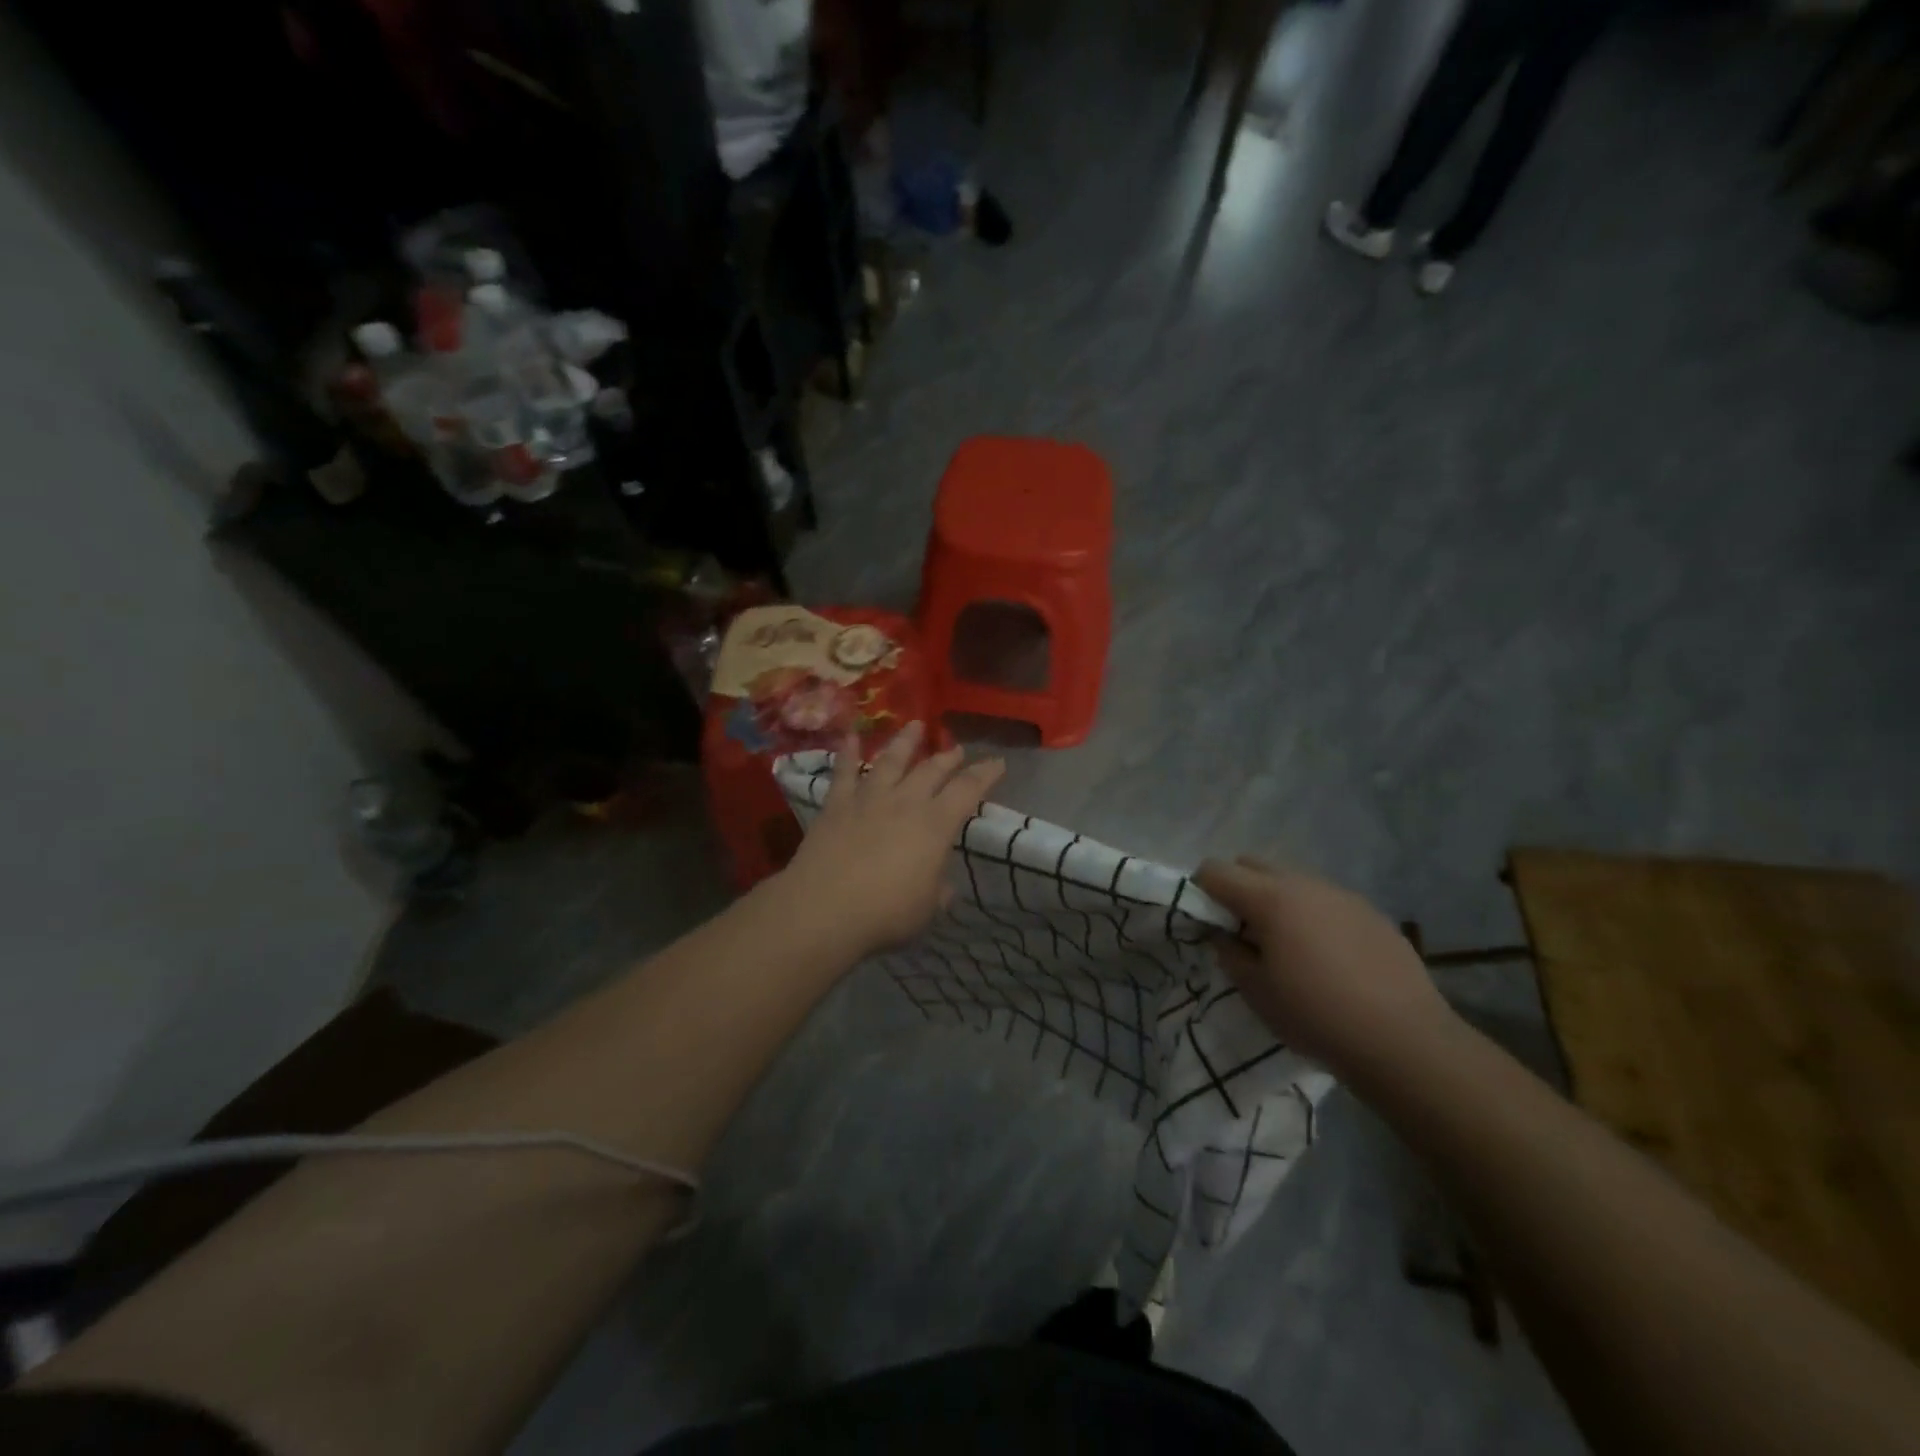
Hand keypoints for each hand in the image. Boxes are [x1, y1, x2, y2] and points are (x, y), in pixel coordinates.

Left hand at [777, 722, 1004, 957]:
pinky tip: (850, 736)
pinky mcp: (836, 805)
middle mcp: (905, 802)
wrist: (825, 908)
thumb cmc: (886, 913)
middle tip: (957, 749)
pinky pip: (843, 772)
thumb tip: (943, 886)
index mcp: (935, 825)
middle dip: (948, 757)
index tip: (998, 762)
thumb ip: (938, 892)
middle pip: (931, 769)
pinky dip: (847, 752)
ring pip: (891, 760)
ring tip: (914, 725)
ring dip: (905, 741)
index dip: (985, 774)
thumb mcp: (927, 910)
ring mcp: (869, 799)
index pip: (968, 790)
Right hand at [1193, 856, 1458, 1081]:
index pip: (1215, 870)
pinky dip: (1312, 915)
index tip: (1205, 922)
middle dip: (1237, 888)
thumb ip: (1229, 953)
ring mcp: (1341, 894)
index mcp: (1269, 898)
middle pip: (1252, 864)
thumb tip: (1223, 934)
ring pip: (1292, 880)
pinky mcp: (1371, 912)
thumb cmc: (1316, 1015)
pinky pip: (1325, 900)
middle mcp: (1304, 884)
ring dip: (1276, 901)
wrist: (1404, 1040)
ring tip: (1287, 946)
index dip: (1200, 891)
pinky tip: (1328, 957)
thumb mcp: (1256, 991)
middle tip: (1242, 932)